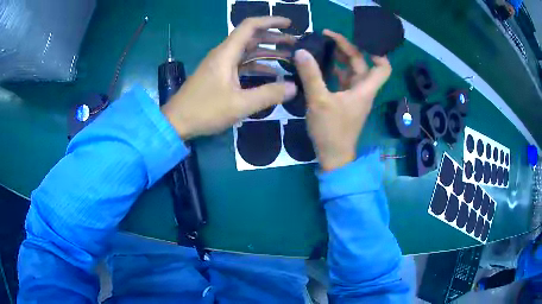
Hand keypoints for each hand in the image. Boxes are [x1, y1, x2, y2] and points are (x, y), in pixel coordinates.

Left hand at [162, 17, 296, 139]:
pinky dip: (257, 65)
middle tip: (294, 43)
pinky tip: (271, 73)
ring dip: (267, 51)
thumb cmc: (205, 110)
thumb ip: (269, 94)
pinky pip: (241, 65)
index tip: (289, 24)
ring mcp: (220, 65)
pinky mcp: (219, 75)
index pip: (250, 26)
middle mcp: (223, 54)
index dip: (270, 21)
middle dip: (273, 37)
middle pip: (251, 37)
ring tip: (288, 56)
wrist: (176, 122)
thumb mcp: (240, 104)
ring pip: (247, 51)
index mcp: (226, 53)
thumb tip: (294, 87)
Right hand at [294, 29, 391, 170]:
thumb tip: (301, 51)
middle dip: (347, 48)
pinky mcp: (345, 101)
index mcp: (364, 88)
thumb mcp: (319, 101)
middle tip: (326, 36)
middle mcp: (362, 90)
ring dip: (340, 58)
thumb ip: (311, 75)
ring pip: (351, 71)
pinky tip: (320, 65)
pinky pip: (342, 80)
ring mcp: (354, 96)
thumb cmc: (331, 130)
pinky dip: (334, 70)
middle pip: (361, 63)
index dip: (377, 52)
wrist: (333, 155)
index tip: (361, 39)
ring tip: (322, 46)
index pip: (383, 67)